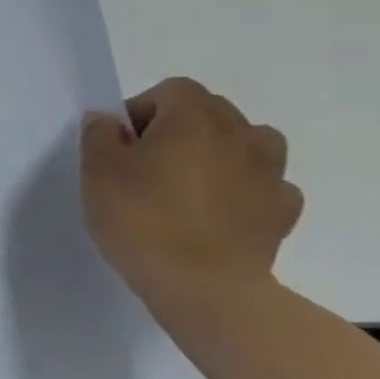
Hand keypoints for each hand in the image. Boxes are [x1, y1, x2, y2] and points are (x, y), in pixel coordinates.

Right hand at [81, 77, 302, 305]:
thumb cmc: (142, 218)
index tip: (122, 144)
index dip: (142, 110)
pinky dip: (244, 189)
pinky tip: (219, 211)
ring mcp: (270, 174)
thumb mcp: (96, 169)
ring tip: (189, 183)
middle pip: (211, 112)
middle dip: (179, 128)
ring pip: (248, 143)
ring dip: (220, 153)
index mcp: (195, 118)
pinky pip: (264, 185)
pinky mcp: (283, 213)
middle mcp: (241, 135)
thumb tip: (112, 122)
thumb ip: (100, 134)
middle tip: (147, 164)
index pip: (171, 90)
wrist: (204, 288)